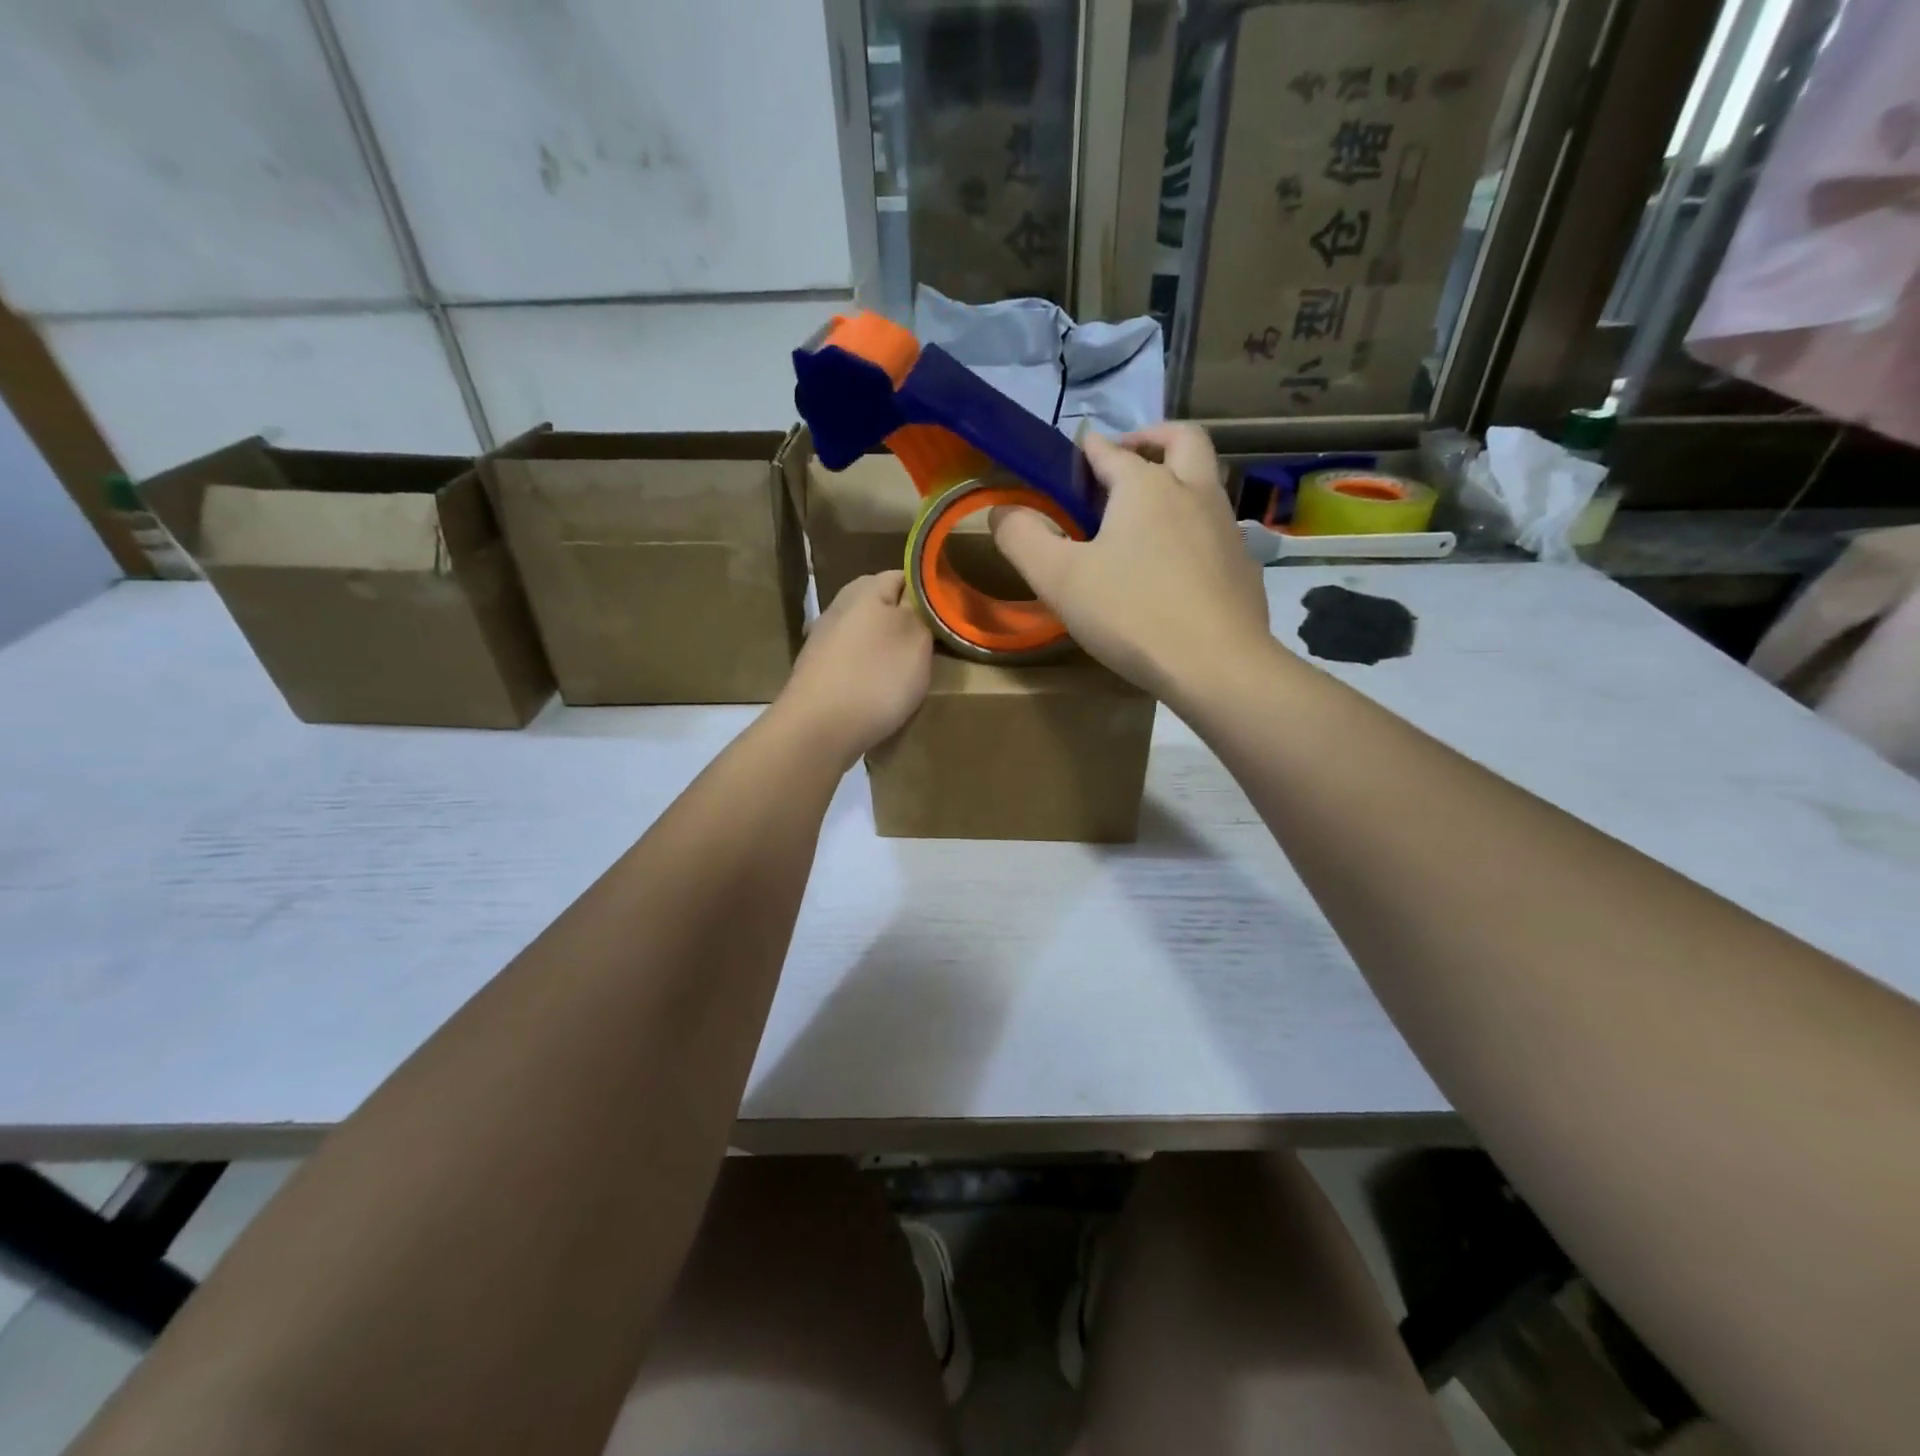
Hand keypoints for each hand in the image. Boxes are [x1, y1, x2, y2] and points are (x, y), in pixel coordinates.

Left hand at [776, 571, 932, 761]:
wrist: (817, 729)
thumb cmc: (875, 678)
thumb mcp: (917, 638)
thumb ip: (924, 610)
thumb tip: (926, 592)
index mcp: (866, 588)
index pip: (908, 576)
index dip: (931, 596)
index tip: (948, 620)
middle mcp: (840, 604)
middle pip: (885, 606)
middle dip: (909, 624)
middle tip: (933, 649)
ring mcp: (824, 638)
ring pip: (868, 634)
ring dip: (888, 649)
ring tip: (908, 674)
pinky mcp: (817, 669)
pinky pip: (853, 660)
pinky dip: (868, 671)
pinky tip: (877, 692)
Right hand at [991, 425, 1272, 705]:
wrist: (1217, 666)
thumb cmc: (1132, 614)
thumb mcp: (1059, 579)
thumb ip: (1022, 539)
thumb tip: (1002, 510)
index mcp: (1146, 486)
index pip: (1109, 451)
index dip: (1085, 451)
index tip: (1069, 461)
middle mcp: (1193, 492)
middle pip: (1181, 440)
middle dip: (1151, 437)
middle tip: (1126, 458)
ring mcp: (1226, 528)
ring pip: (1205, 483)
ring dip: (1177, 481)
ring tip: (1144, 517)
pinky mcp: (1243, 566)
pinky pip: (1216, 529)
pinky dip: (1193, 528)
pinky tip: (1174, 567)